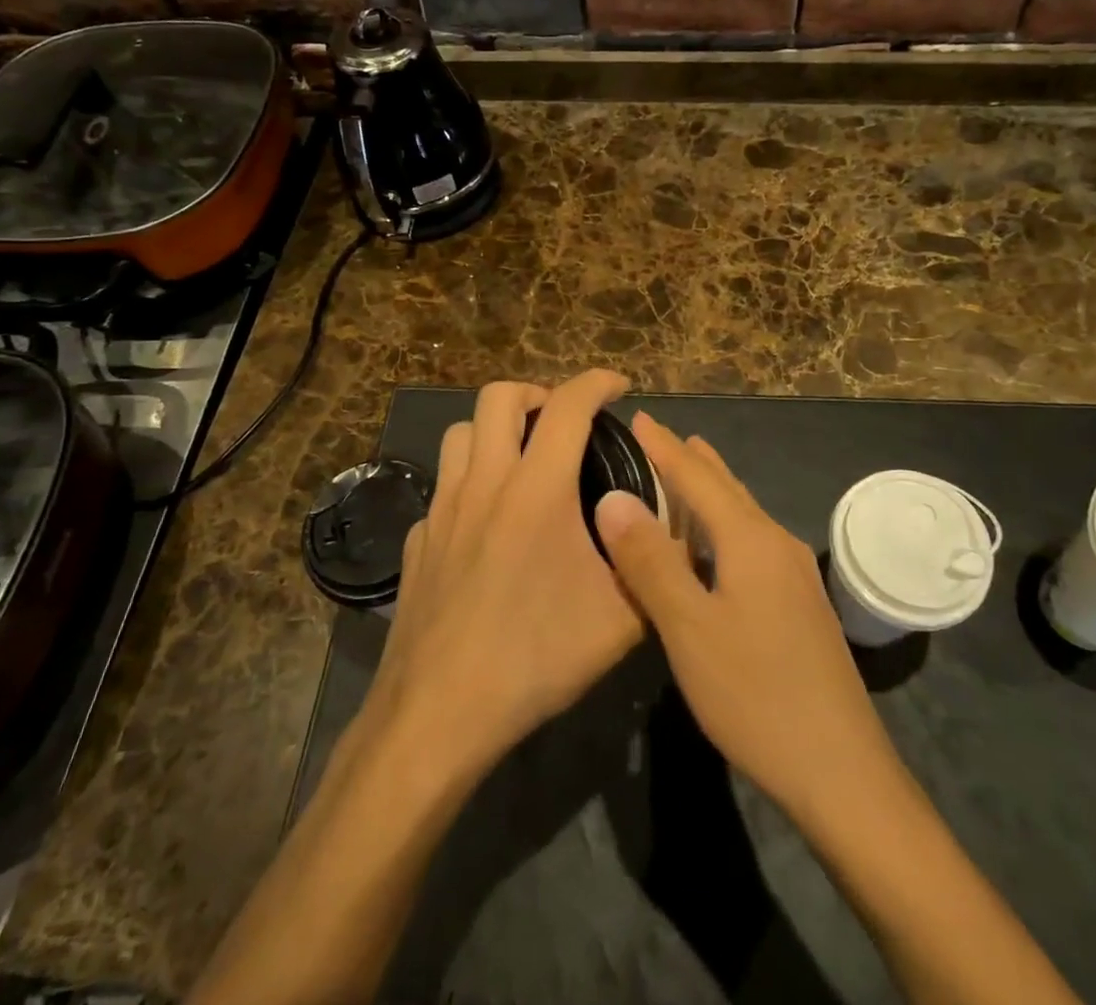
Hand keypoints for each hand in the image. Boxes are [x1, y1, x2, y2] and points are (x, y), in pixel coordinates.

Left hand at [360, 371, 645, 782]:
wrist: (440, 713)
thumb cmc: (536, 657)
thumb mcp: (622, 619)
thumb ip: (656, 566)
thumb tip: (676, 537)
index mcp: (537, 489)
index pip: (569, 404)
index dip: (598, 382)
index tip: (619, 386)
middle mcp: (484, 483)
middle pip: (498, 396)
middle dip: (537, 392)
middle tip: (564, 421)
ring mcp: (442, 509)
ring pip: (460, 434)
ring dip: (495, 430)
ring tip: (523, 459)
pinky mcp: (418, 540)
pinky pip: (444, 488)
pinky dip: (470, 483)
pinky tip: (486, 525)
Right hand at [595, 414, 900, 822]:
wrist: (841, 772)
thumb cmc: (756, 695)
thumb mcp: (689, 629)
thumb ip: (650, 561)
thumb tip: (614, 498)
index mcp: (750, 540)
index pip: (697, 476)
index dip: (664, 447)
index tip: (638, 417)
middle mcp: (777, 544)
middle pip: (726, 488)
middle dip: (690, 460)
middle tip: (658, 438)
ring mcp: (794, 576)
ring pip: (742, 515)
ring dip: (709, 491)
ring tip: (683, 476)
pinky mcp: (799, 605)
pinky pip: (751, 543)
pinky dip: (721, 526)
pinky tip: (711, 548)